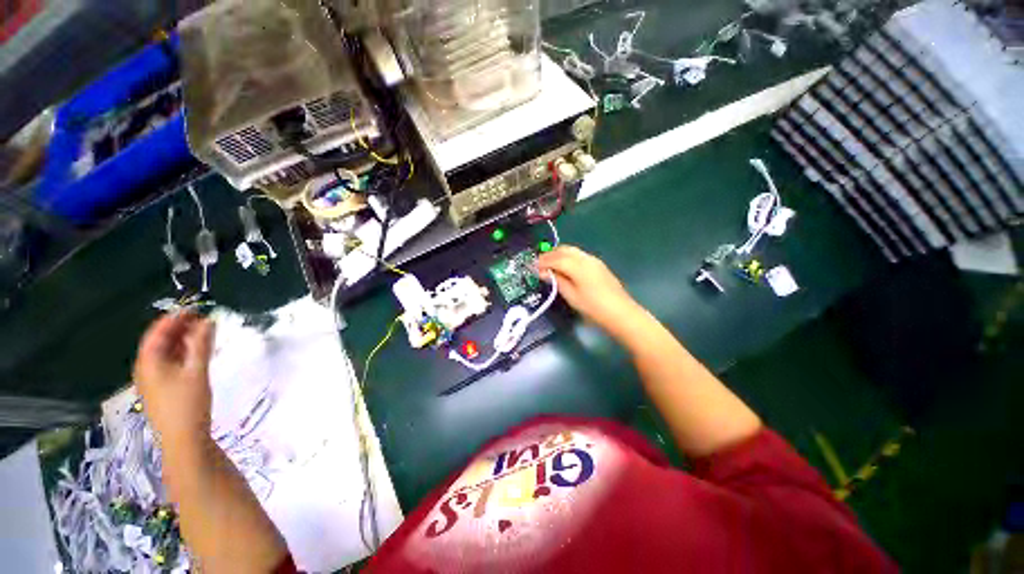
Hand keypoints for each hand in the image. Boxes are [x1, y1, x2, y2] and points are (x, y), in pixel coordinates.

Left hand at [133, 312, 214, 456]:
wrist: (184, 439)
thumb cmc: (188, 404)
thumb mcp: (197, 371)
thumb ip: (202, 344)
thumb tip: (208, 320)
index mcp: (148, 361)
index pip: (158, 331)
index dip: (175, 317)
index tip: (197, 307)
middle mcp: (145, 368)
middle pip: (160, 341)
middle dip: (181, 328)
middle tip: (205, 320)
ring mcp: (152, 379)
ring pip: (166, 352)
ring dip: (184, 341)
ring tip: (205, 334)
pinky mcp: (162, 388)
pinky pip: (170, 363)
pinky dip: (183, 354)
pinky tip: (197, 353)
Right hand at [537, 245, 643, 336]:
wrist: (621, 313)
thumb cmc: (593, 307)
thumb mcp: (571, 296)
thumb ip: (557, 281)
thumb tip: (543, 272)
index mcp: (578, 266)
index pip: (556, 258)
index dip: (543, 261)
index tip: (532, 266)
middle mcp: (586, 258)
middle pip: (564, 250)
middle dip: (550, 254)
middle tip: (539, 264)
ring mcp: (594, 260)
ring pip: (572, 251)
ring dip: (558, 254)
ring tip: (549, 265)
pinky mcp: (598, 265)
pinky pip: (579, 255)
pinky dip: (568, 257)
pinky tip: (565, 267)